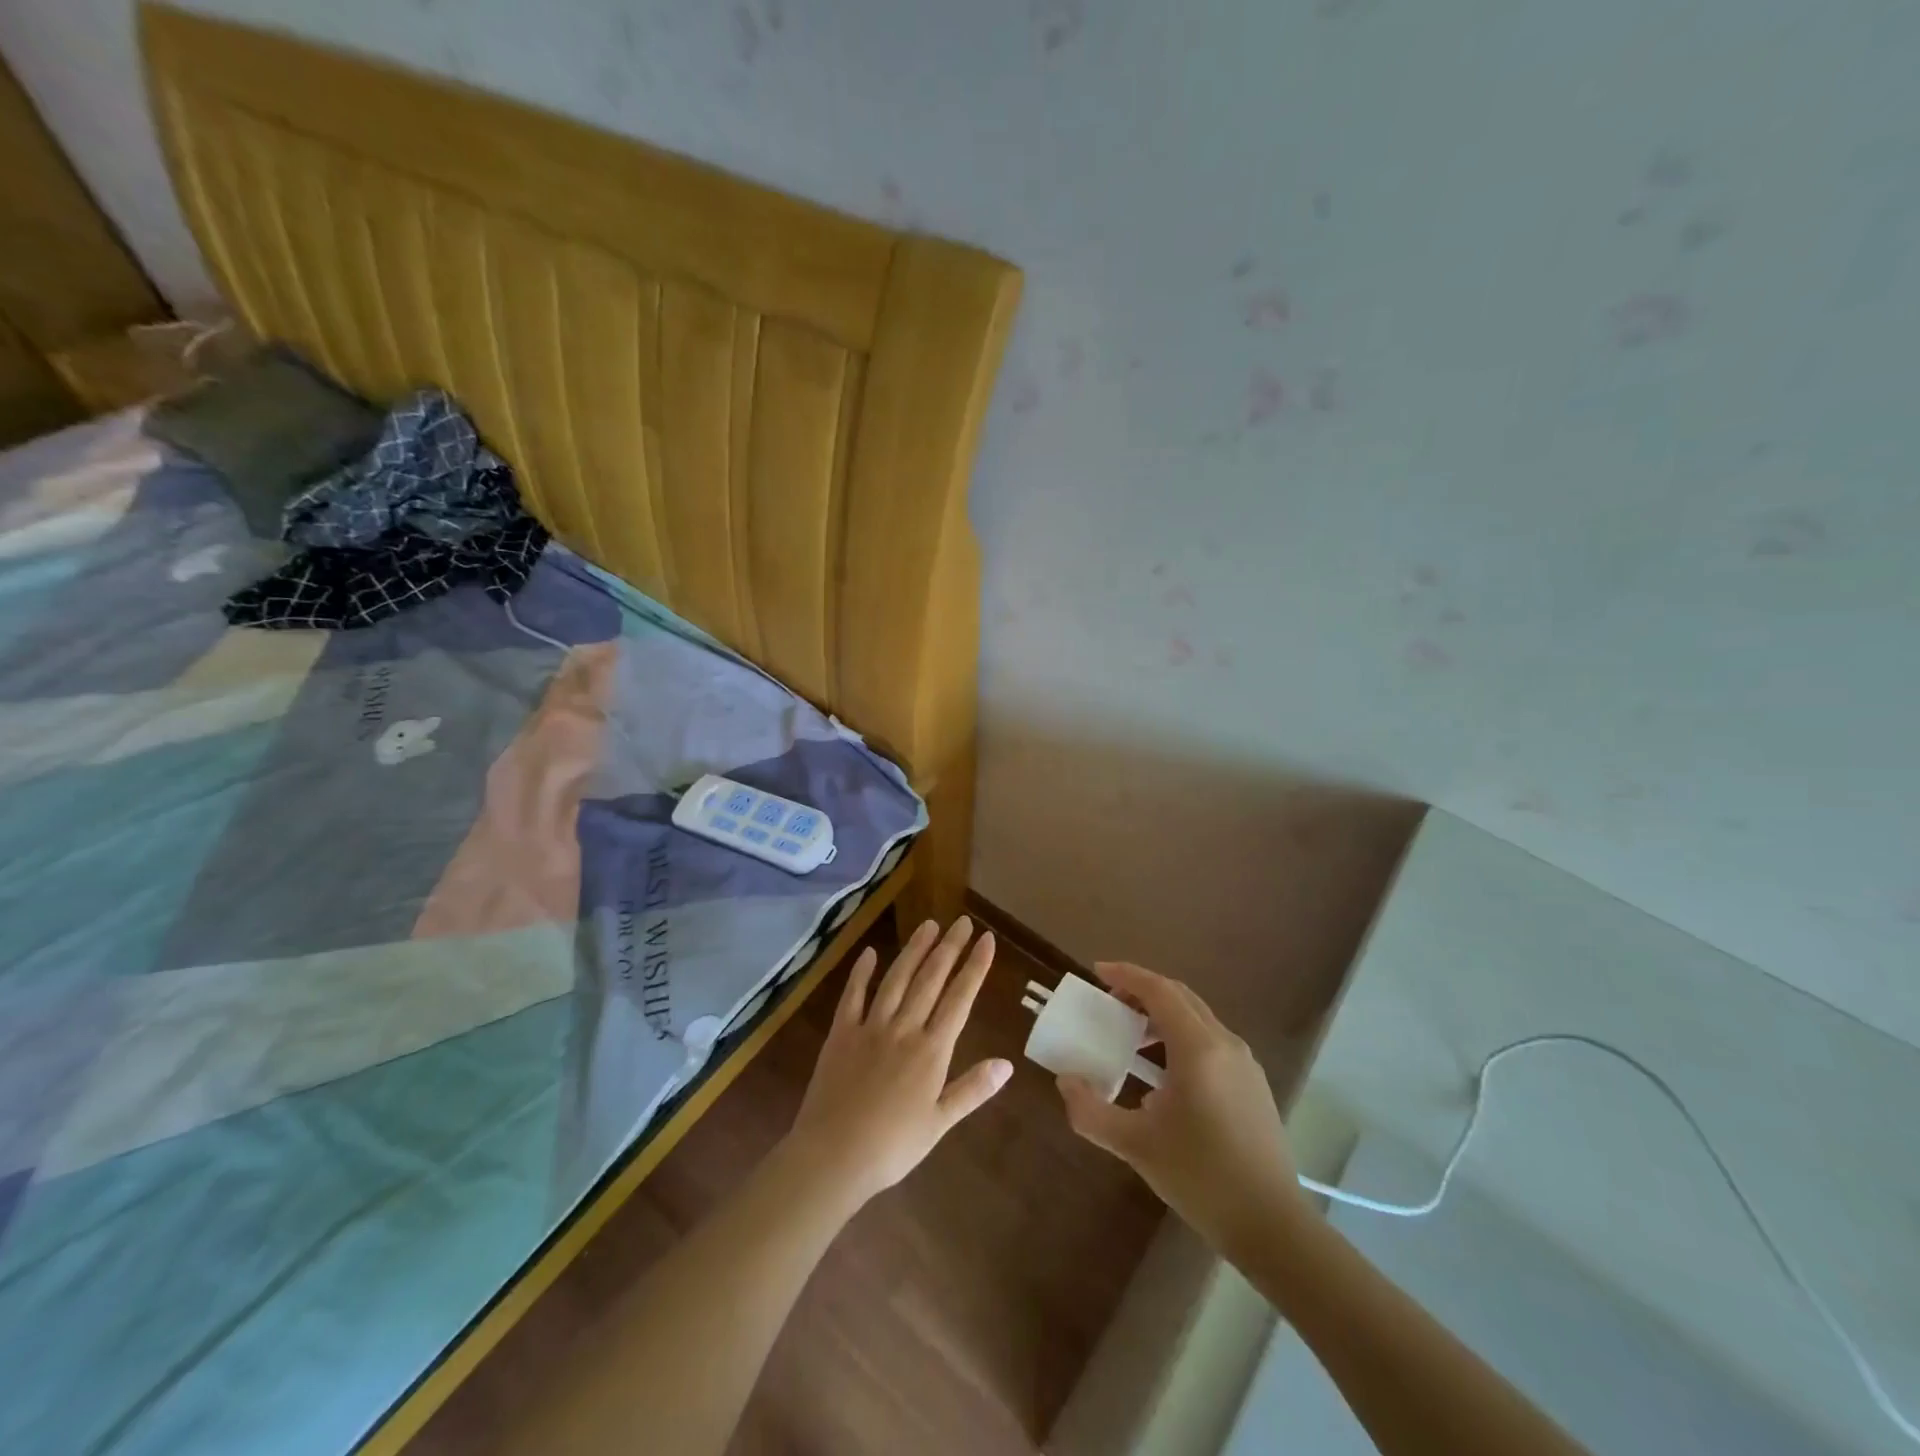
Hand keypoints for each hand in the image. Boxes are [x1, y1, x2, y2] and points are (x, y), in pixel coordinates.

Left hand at [784, 917, 1011, 1210]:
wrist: (833, 1156)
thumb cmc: (892, 1147)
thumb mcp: (939, 1123)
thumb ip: (972, 1089)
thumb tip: (1007, 1063)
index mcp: (931, 1051)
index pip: (959, 998)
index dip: (974, 967)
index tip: (986, 939)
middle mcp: (904, 1029)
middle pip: (930, 980)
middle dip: (949, 948)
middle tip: (962, 922)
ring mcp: (870, 1027)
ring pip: (896, 979)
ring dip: (914, 950)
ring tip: (928, 925)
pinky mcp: (840, 1033)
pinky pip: (853, 996)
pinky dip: (861, 973)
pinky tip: (869, 953)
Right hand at [1056, 962, 1309, 1258]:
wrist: (1272, 1226)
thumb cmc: (1202, 1178)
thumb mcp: (1136, 1145)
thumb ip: (1091, 1111)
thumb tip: (1066, 1082)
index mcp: (1199, 1049)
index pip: (1159, 990)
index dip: (1127, 975)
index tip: (1097, 972)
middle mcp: (1225, 1044)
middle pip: (1180, 997)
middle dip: (1142, 991)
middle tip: (1109, 1003)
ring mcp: (1245, 1064)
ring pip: (1197, 1019)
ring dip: (1162, 1016)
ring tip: (1131, 1037)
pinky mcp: (1253, 1085)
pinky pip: (1211, 1042)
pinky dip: (1181, 1038)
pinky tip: (1163, 1075)